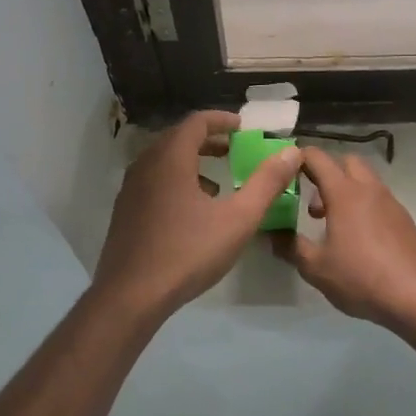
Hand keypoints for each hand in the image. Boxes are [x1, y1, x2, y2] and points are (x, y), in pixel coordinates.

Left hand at [92, 110, 301, 320]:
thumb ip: (266, 183)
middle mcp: (146, 165)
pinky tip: (192, 210)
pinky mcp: (125, 211)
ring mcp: (131, 188)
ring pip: (164, 161)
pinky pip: (153, 181)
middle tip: (234, 149)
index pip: (196, 122)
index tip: (244, 128)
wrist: (131, 294)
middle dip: (208, 140)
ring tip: (218, 181)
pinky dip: (176, 180)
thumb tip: (291, 153)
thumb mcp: (238, 219)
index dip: (222, 120)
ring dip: (192, 161)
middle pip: (178, 138)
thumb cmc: (188, 252)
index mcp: (171, 159)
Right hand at [272, 147, 415, 327]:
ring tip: (334, 225)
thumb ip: (291, 247)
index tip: (285, 171)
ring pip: (366, 181)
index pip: (318, 158)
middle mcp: (369, 190)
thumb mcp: (315, 267)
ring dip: (347, 192)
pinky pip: (379, 201)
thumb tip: (272, 235)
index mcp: (344, 193)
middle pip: (347, 162)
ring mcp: (391, 203)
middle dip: (327, 173)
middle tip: (314, 204)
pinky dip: (364, 207)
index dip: (299, 158)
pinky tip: (359, 240)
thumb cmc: (360, 277)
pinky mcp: (405, 220)